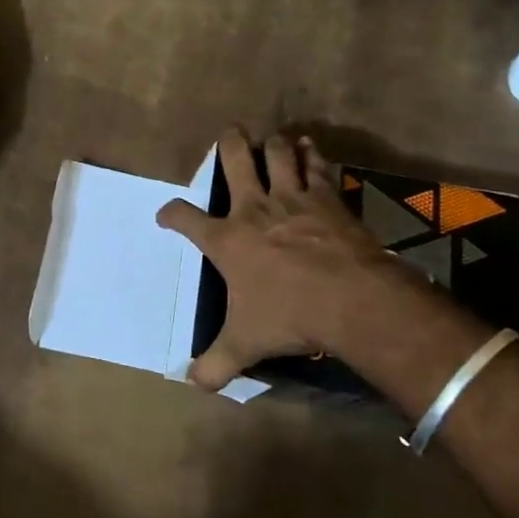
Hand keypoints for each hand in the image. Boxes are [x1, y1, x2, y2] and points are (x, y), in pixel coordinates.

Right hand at [156, 129, 394, 390]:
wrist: (352, 299)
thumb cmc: (290, 316)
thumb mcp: (246, 343)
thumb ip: (215, 363)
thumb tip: (192, 383)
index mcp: (227, 240)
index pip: (185, 218)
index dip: (171, 214)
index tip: (166, 215)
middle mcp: (254, 209)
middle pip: (235, 160)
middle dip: (228, 144)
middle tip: (229, 134)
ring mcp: (293, 198)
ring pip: (277, 154)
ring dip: (272, 144)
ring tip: (270, 137)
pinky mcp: (327, 199)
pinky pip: (316, 166)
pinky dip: (311, 154)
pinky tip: (310, 146)